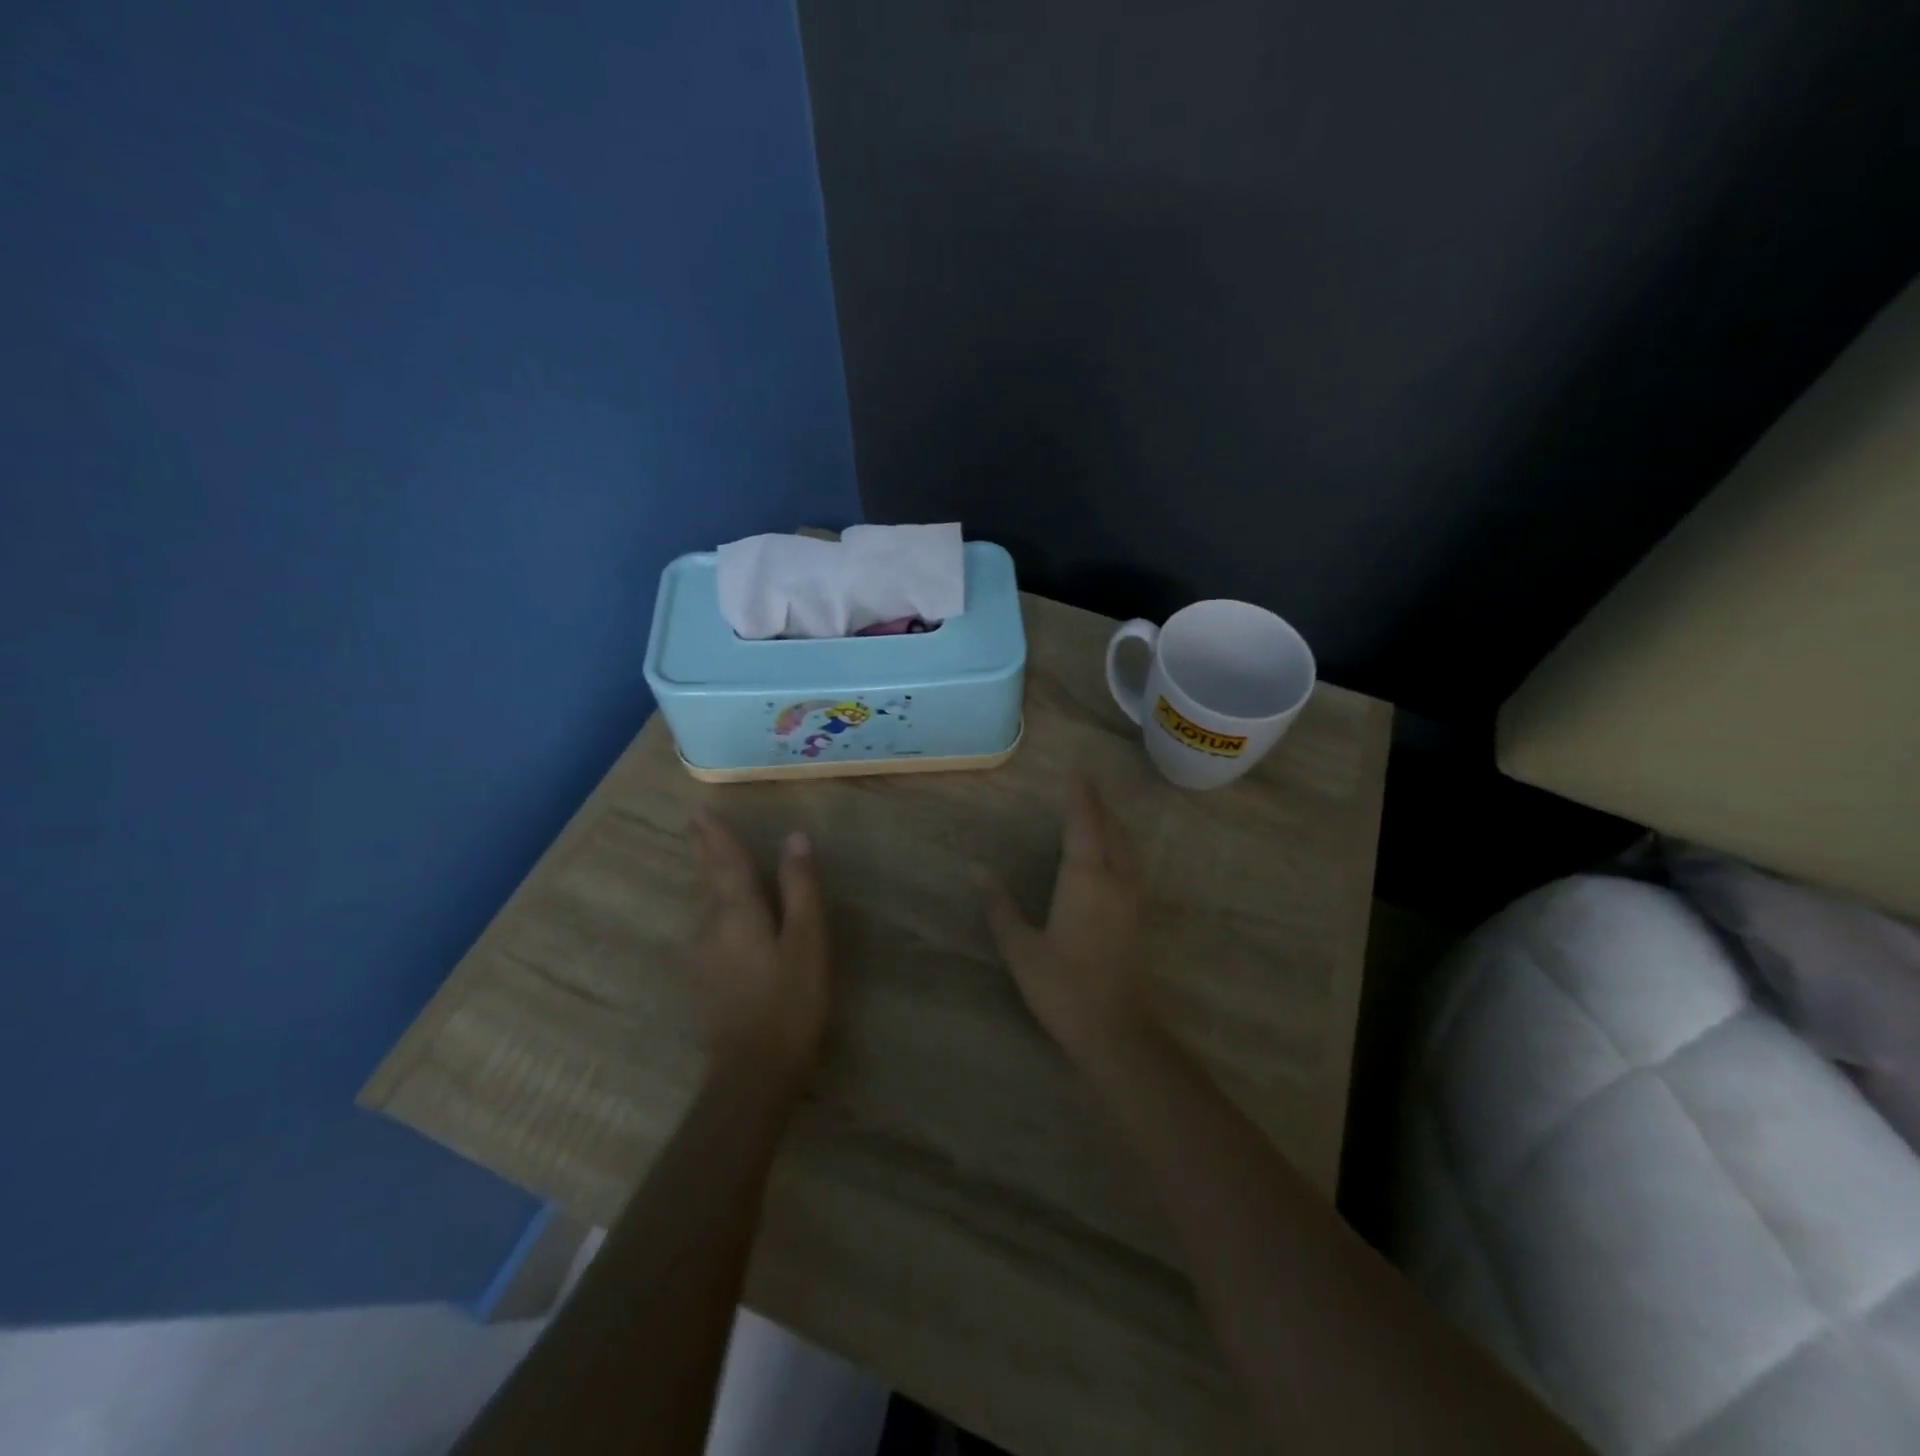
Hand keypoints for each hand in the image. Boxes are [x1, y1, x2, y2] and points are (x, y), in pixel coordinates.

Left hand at [689, 814, 831, 1085]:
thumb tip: (794, 838)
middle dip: (702, 850)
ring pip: (701, 902)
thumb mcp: (808, 941)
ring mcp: (702, 955)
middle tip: (694, 824)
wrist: (751, 1072)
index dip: (717, 837)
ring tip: (703, 854)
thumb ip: (800, 888)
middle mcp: (711, 927)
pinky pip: (703, 923)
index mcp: (737, 912)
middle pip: (706, 879)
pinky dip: (706, 901)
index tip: (701, 812)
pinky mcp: (703, 978)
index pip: (726, 863)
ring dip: (702, 874)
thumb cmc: (790, 1002)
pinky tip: (709, 909)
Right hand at [986, 777, 1153, 1064]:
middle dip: (1098, 805)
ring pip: (1126, 847)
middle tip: (1084, 785)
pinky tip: (1110, 856)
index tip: (1076, 771)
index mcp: (1086, 879)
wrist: (1116, 1030)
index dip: (1080, 796)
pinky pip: (1130, 864)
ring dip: (1112, 824)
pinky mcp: (1137, 917)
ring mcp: (1131, 898)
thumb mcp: (1022, 950)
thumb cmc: (1064, 987)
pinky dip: (1119, 846)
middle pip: (1111, 830)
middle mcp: (1114, 880)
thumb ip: (1002, 910)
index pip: (1084, 824)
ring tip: (1096, 812)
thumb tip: (982, 874)